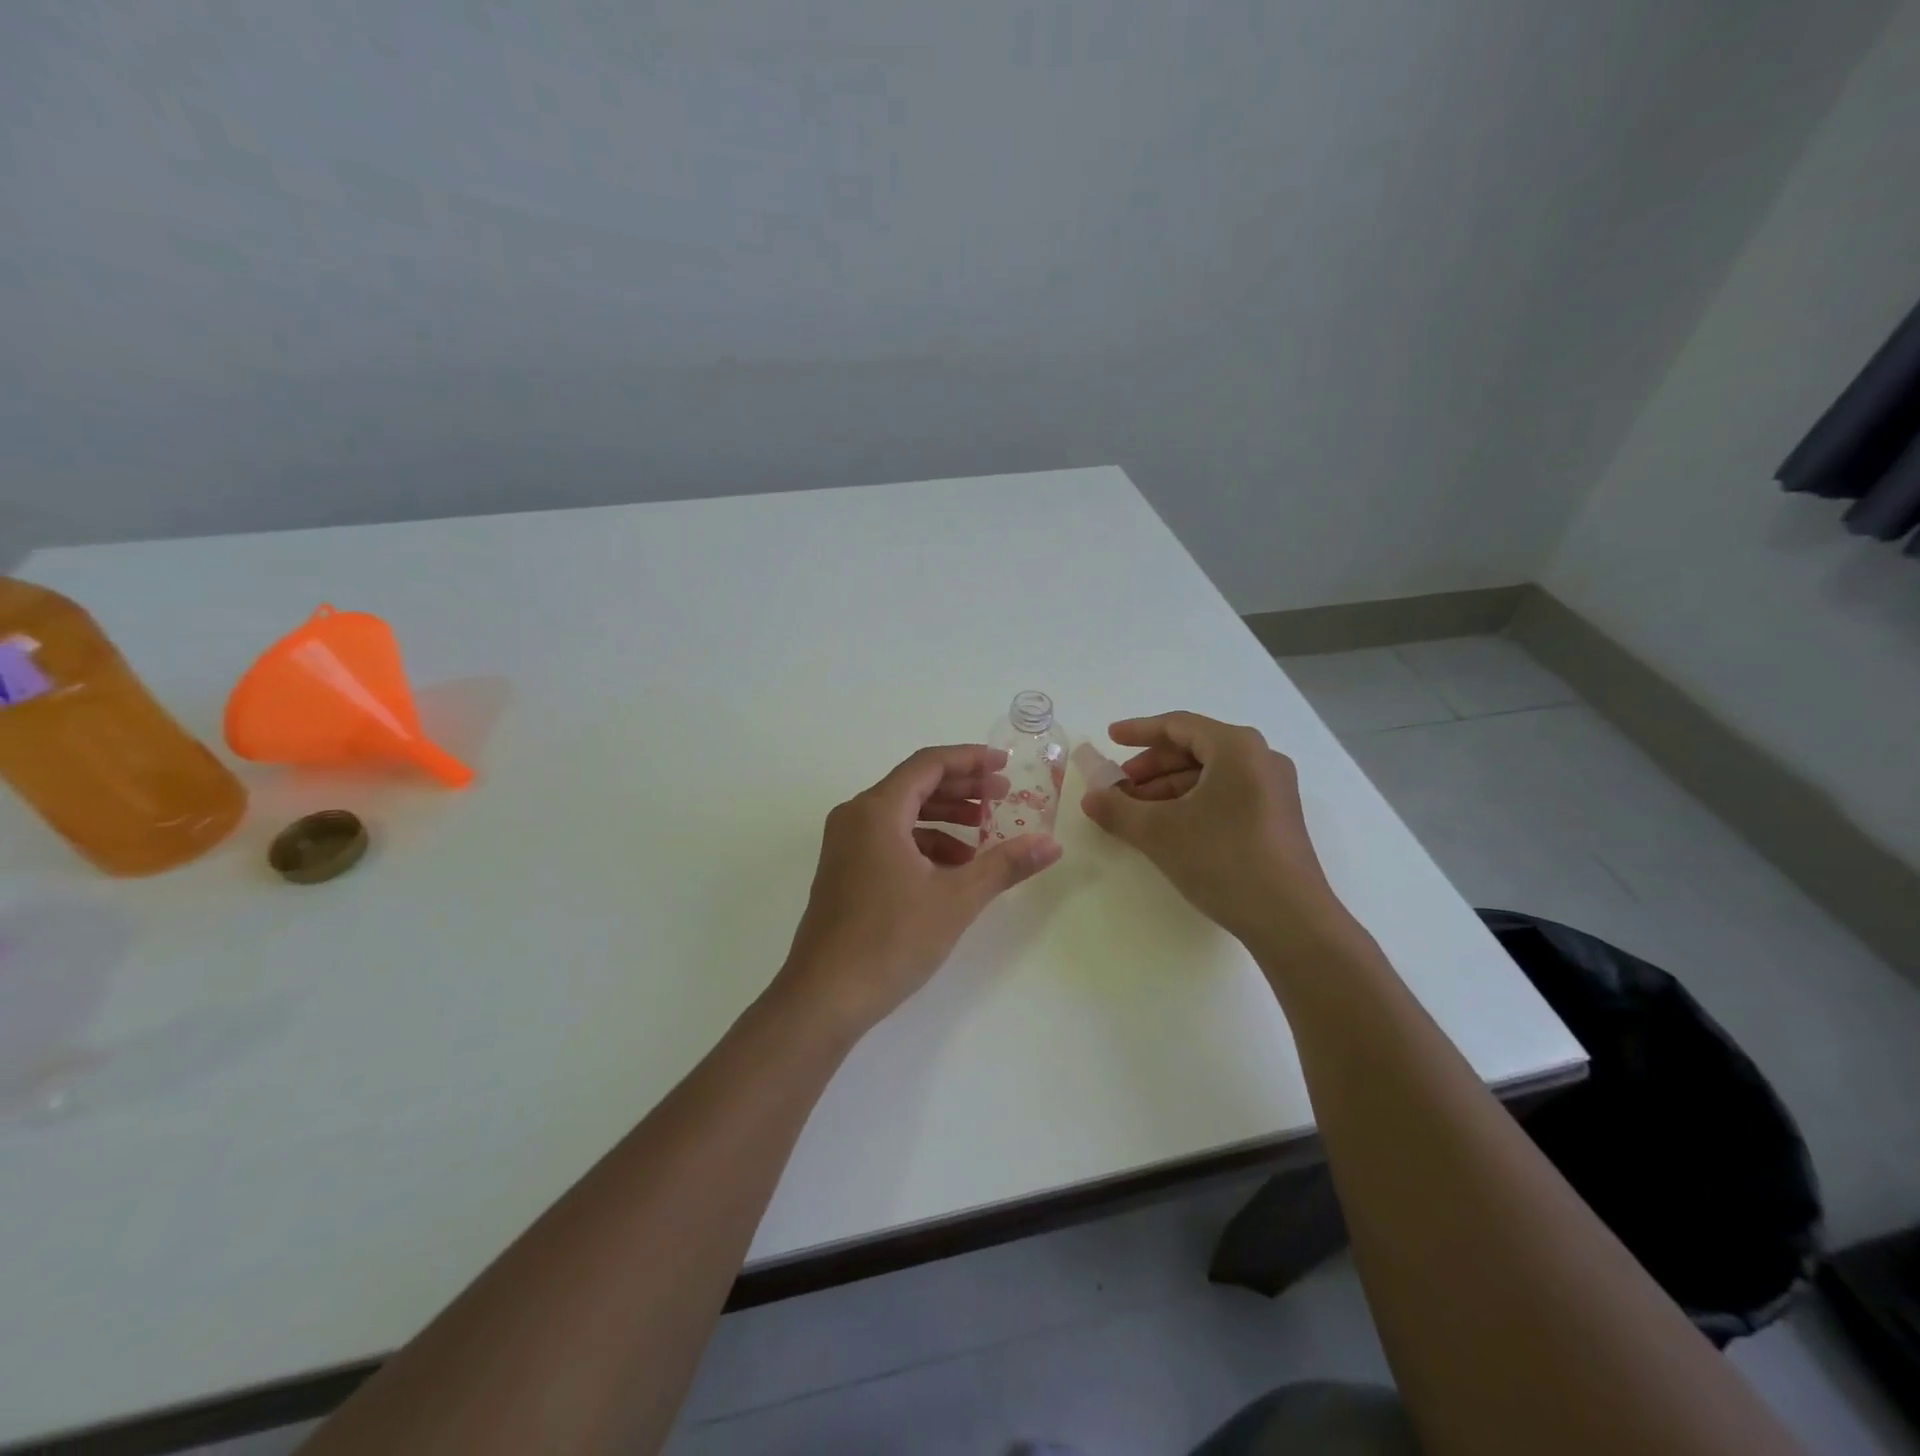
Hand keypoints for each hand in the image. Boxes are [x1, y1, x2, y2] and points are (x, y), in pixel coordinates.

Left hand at [777, 745, 1063, 1032]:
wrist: (824, 996)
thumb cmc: (891, 939)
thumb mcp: (956, 899)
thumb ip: (1005, 864)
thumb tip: (1052, 843)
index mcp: (877, 810)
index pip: (928, 764)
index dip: (970, 759)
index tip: (1005, 765)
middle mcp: (855, 817)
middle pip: (914, 785)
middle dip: (962, 788)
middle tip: (1004, 796)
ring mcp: (844, 844)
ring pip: (902, 814)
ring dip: (945, 818)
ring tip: (985, 834)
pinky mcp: (844, 870)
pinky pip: (889, 839)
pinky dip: (923, 844)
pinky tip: (953, 868)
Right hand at [1079, 712, 1346, 945]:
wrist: (1290, 920)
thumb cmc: (1223, 860)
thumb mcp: (1159, 832)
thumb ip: (1118, 809)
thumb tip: (1089, 797)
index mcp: (1237, 748)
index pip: (1179, 725)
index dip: (1139, 730)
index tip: (1109, 738)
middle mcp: (1261, 759)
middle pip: (1195, 749)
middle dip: (1151, 766)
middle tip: (1118, 785)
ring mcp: (1273, 790)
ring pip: (1209, 775)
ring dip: (1168, 787)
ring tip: (1135, 811)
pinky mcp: (1275, 818)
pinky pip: (1225, 795)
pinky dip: (1191, 802)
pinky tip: (1167, 826)